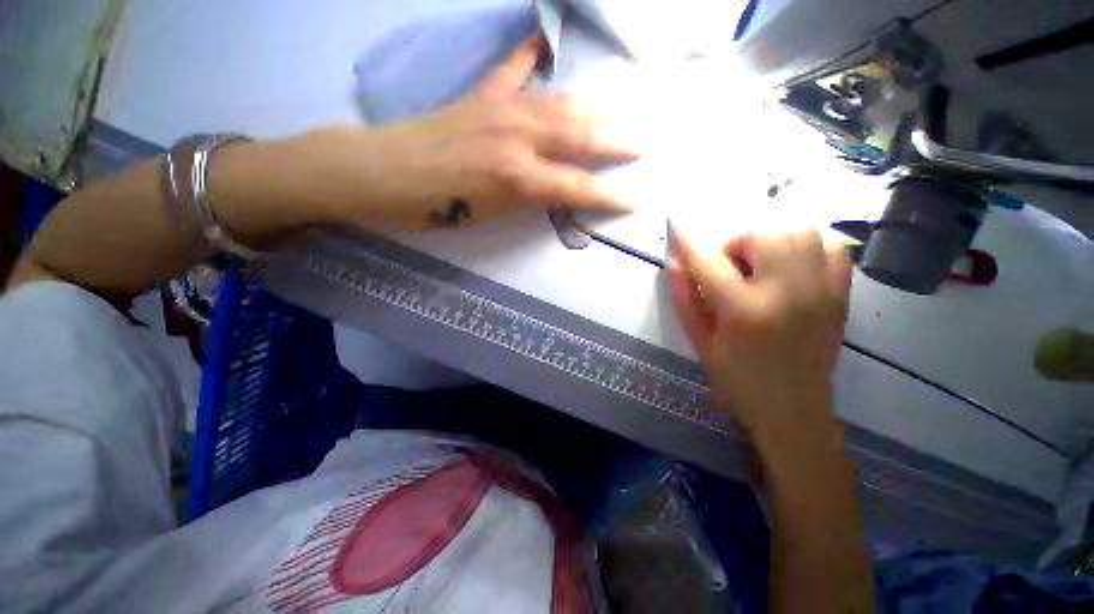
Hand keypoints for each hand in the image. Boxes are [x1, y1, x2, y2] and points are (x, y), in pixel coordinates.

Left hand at [286, 35, 636, 229]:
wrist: (384, 172)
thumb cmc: (435, 207)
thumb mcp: (491, 216)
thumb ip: (530, 199)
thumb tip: (560, 190)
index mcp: (519, 177)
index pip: (578, 187)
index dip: (609, 196)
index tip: (636, 200)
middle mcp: (518, 137)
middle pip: (580, 136)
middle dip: (616, 138)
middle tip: (646, 137)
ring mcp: (501, 109)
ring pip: (560, 103)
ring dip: (595, 102)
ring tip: (623, 98)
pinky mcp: (481, 95)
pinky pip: (513, 70)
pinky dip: (531, 55)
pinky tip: (546, 41)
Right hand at [667, 227, 851, 451]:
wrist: (793, 411)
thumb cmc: (736, 380)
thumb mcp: (700, 343)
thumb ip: (685, 299)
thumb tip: (673, 262)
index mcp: (744, 311)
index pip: (709, 262)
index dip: (688, 240)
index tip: (675, 222)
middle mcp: (786, 293)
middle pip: (762, 235)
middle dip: (737, 243)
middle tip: (730, 267)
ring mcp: (820, 292)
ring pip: (799, 233)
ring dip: (770, 241)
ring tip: (760, 266)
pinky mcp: (840, 296)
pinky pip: (831, 248)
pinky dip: (808, 248)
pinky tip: (792, 268)